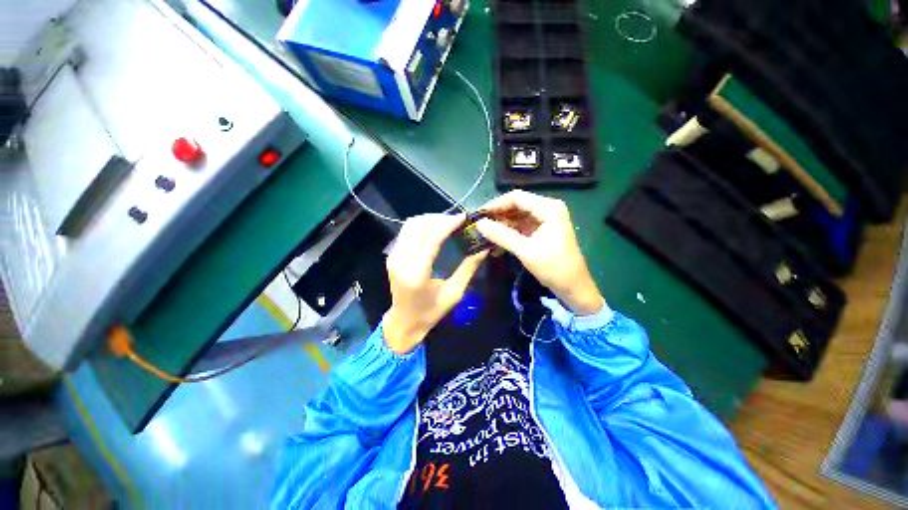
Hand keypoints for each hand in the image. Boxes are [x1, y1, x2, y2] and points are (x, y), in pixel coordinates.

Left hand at [383, 214, 487, 353]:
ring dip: (430, 219)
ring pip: (411, 225)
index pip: (432, 238)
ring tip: (448, 224)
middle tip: (458, 221)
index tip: (464, 217)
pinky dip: (422, 225)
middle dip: (440, 219)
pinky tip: (435, 230)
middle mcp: (401, 260)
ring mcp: (393, 256)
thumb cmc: (431, 312)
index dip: (449, 224)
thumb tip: (483, 248)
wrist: (404, 322)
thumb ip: (468, 268)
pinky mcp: (392, 255)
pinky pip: (407, 231)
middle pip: (419, 225)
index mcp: (416, 273)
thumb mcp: (455, 293)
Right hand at [476, 190, 602, 315]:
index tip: (479, 215)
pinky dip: (508, 234)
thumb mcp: (525, 250)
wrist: (573, 287)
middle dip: (497, 216)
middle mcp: (547, 209)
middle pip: (516, 206)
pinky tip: (495, 244)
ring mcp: (544, 220)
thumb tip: (479, 224)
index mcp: (548, 208)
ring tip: (484, 235)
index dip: (495, 204)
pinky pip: (520, 228)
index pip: (516, 197)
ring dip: (501, 226)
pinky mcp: (540, 231)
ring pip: (516, 217)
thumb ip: (501, 235)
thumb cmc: (553, 267)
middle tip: (479, 225)